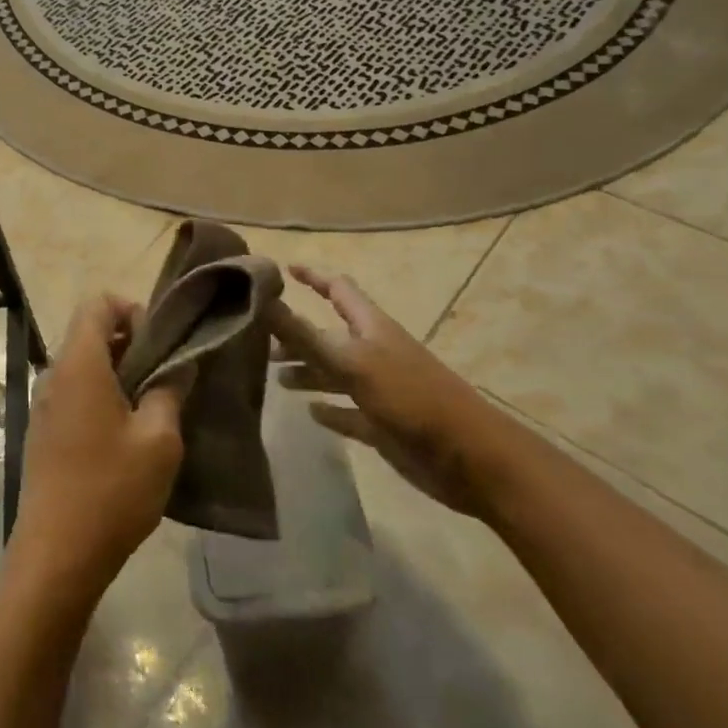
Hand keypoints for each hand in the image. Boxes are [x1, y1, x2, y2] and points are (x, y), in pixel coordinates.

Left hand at [6, 294, 183, 611]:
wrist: (55, 555)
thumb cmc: (111, 490)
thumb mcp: (159, 440)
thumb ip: (170, 391)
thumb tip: (178, 365)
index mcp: (80, 364)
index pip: (98, 303)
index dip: (132, 310)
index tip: (159, 346)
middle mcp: (55, 374)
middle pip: (90, 333)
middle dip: (130, 345)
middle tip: (165, 380)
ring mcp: (44, 405)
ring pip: (84, 366)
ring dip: (118, 375)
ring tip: (152, 411)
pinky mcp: (43, 432)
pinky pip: (74, 395)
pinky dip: (101, 398)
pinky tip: (125, 438)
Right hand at [268, 265, 505, 516]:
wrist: (468, 458)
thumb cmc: (409, 398)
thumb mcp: (351, 361)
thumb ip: (305, 334)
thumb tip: (263, 299)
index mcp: (370, 327)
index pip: (337, 289)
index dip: (312, 276)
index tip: (282, 268)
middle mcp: (373, 352)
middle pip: (329, 335)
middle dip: (297, 334)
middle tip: (260, 341)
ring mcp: (379, 389)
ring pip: (334, 373)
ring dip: (307, 371)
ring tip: (276, 378)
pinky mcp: (383, 424)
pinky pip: (348, 412)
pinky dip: (329, 410)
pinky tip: (310, 412)